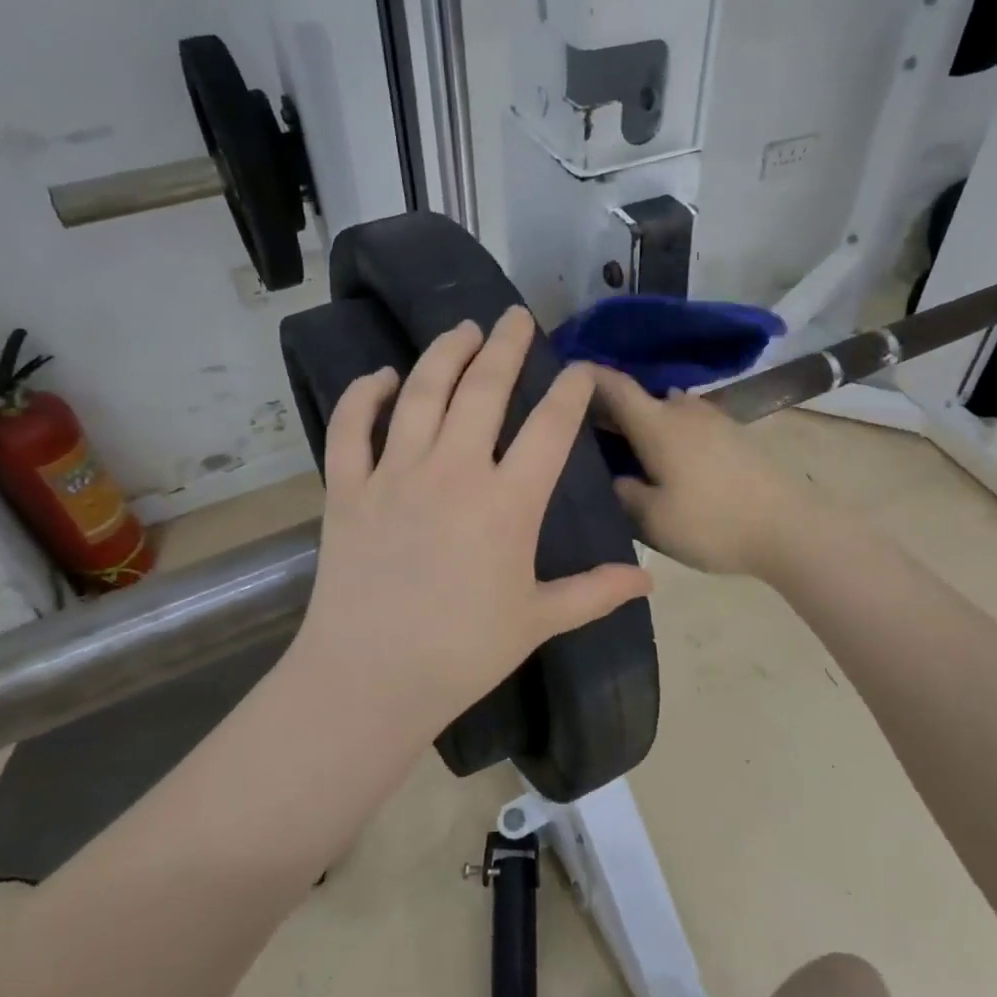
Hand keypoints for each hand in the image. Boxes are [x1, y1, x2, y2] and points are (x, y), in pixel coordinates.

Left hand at [293, 307, 652, 734]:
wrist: (371, 679)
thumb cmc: (463, 652)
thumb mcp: (538, 621)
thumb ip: (595, 592)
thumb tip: (649, 580)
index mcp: (508, 504)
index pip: (550, 427)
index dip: (570, 391)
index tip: (580, 369)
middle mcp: (454, 472)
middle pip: (483, 389)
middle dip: (505, 346)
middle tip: (514, 317)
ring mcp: (395, 475)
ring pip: (421, 393)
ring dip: (443, 354)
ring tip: (461, 330)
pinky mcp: (348, 488)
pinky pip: (351, 427)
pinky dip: (363, 396)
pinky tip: (379, 377)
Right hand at [587, 365, 813, 576]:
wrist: (789, 528)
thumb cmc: (712, 523)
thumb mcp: (652, 520)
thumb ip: (624, 493)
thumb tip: (616, 477)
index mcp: (657, 424)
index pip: (614, 386)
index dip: (586, 377)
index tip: (563, 376)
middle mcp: (684, 410)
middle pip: (640, 398)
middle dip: (612, 408)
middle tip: (586, 431)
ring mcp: (714, 419)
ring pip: (667, 411)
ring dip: (644, 421)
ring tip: (627, 448)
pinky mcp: (734, 435)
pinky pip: (688, 424)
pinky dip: (669, 432)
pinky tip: (667, 459)